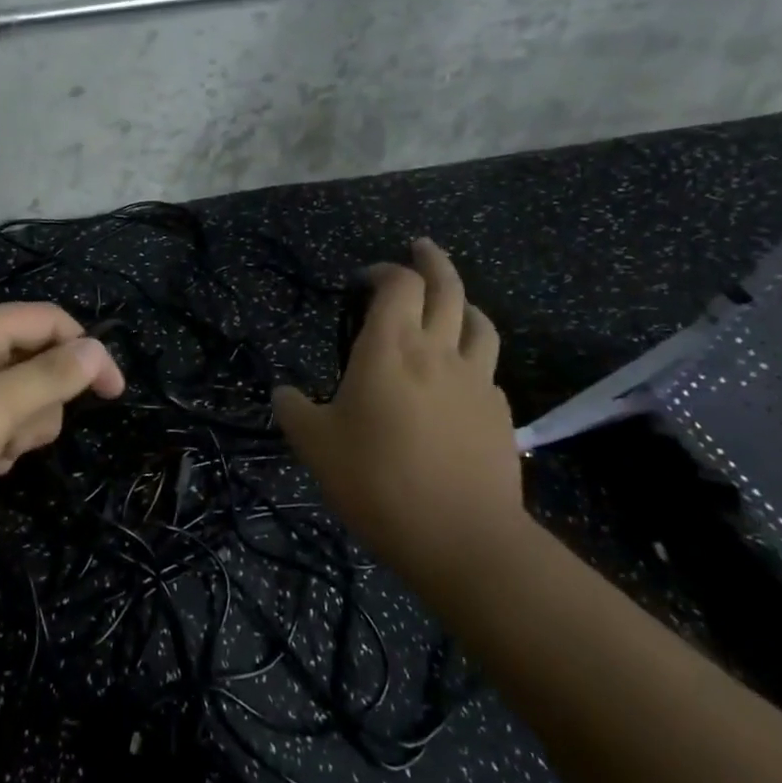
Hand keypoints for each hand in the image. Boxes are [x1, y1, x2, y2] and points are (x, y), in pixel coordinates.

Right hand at [273, 239, 524, 589]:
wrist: (460, 536)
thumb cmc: (376, 480)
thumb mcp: (314, 445)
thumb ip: (293, 410)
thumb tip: (283, 394)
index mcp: (390, 347)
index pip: (397, 284)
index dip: (383, 270)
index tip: (364, 278)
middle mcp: (438, 350)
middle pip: (446, 287)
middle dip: (432, 261)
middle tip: (421, 246)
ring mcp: (476, 380)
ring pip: (479, 321)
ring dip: (463, 301)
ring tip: (452, 302)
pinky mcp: (498, 413)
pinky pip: (487, 367)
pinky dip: (473, 353)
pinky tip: (460, 375)